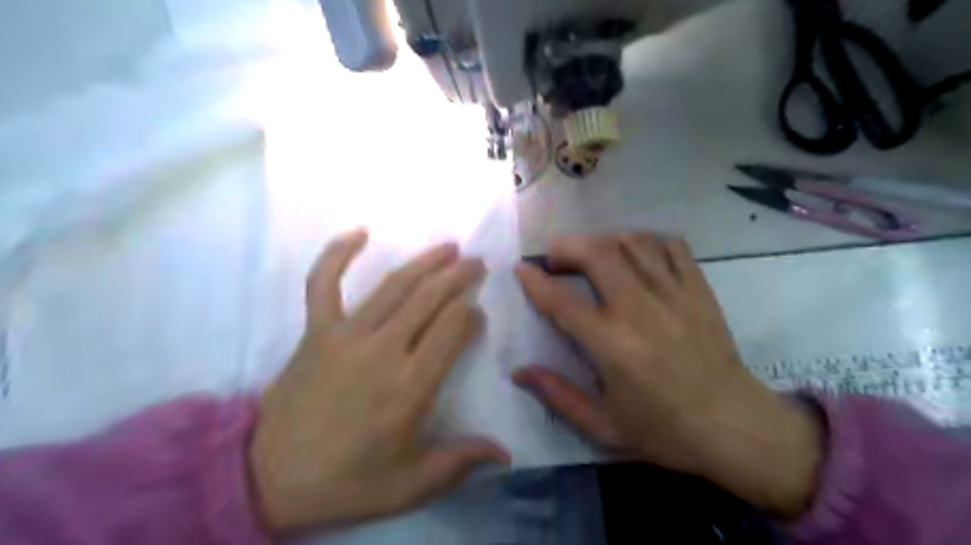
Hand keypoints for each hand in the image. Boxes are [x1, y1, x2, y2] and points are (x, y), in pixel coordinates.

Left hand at [246, 230, 507, 532]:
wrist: (267, 477)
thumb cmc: (346, 481)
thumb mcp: (408, 485)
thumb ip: (458, 463)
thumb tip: (505, 453)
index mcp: (410, 387)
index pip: (452, 331)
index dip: (470, 315)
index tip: (479, 312)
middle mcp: (383, 351)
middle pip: (430, 300)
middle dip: (458, 277)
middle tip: (476, 263)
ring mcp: (346, 335)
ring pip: (394, 287)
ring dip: (424, 262)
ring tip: (447, 247)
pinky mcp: (316, 331)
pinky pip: (323, 283)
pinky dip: (337, 255)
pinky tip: (357, 233)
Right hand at [516, 232, 818, 517]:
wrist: (734, 426)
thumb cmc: (664, 430)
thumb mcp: (603, 425)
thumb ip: (558, 395)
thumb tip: (519, 372)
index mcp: (612, 345)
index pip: (561, 301)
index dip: (535, 281)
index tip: (521, 269)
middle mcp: (640, 309)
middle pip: (597, 254)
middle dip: (567, 247)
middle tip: (555, 258)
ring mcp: (673, 293)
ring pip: (631, 243)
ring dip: (602, 241)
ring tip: (590, 255)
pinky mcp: (698, 288)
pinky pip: (669, 246)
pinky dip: (645, 240)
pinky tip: (634, 253)